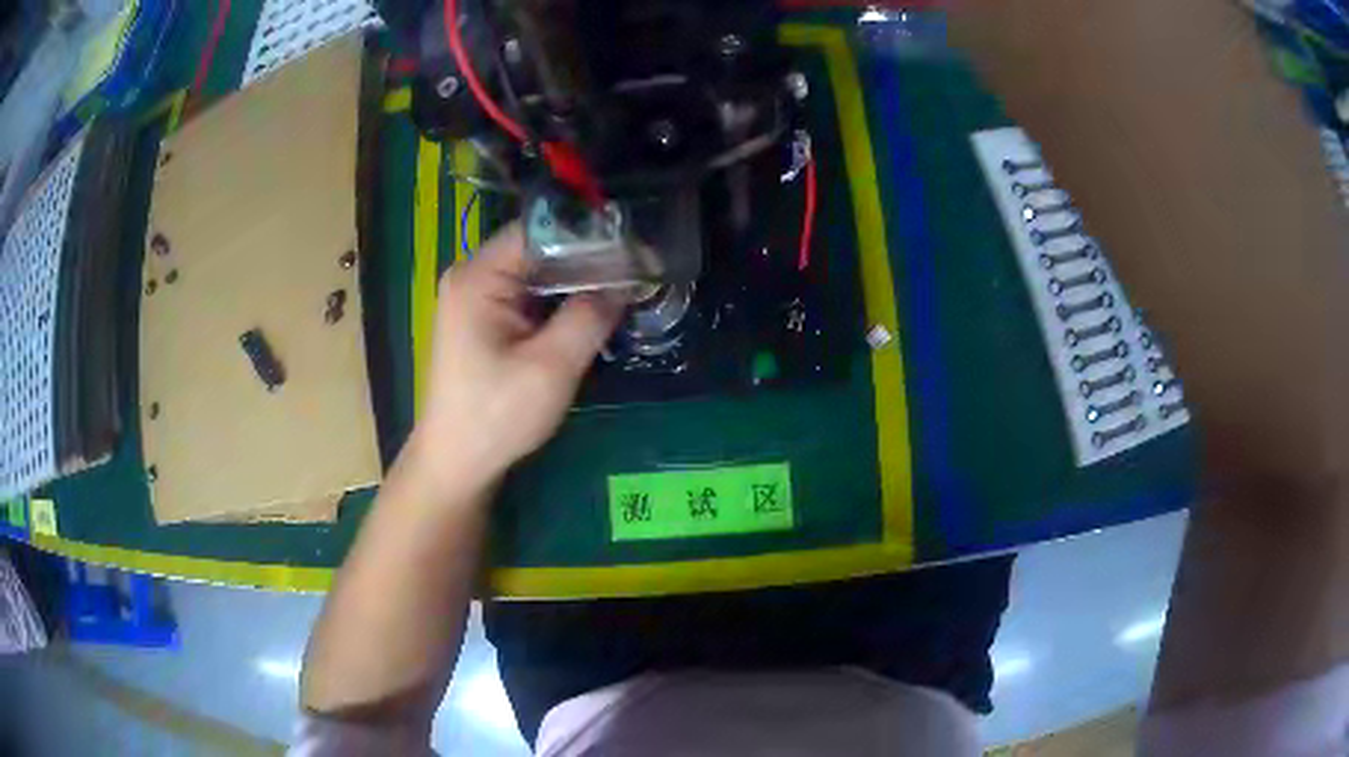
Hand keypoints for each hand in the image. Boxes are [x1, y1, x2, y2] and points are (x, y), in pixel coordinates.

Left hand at [404, 224, 623, 494]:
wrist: (457, 463)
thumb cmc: (497, 415)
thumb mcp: (551, 367)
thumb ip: (589, 316)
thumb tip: (625, 281)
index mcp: (478, 276)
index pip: (540, 230)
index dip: (588, 235)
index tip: (634, 249)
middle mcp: (472, 276)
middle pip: (538, 249)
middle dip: (587, 259)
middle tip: (637, 271)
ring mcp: (475, 298)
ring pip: (536, 274)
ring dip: (576, 282)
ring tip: (624, 288)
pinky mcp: (483, 321)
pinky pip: (528, 297)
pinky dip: (559, 302)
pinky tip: (592, 312)